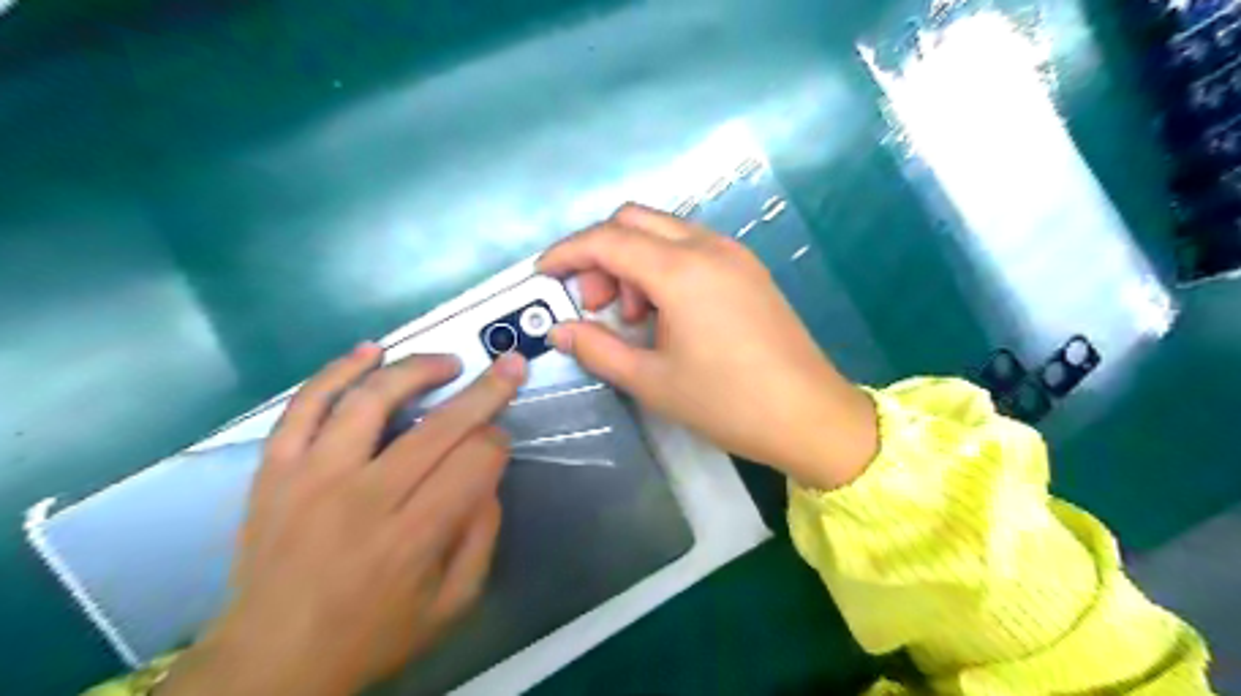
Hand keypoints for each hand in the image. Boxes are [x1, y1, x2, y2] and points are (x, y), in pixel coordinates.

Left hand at [159, 345, 524, 695]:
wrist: (269, 663)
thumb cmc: (372, 636)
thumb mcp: (452, 605)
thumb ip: (481, 536)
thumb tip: (488, 475)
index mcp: (413, 537)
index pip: (475, 461)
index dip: (498, 442)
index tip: (500, 441)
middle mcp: (364, 498)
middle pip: (438, 426)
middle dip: (486, 391)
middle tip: (510, 366)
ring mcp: (312, 478)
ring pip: (371, 400)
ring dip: (417, 370)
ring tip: (448, 362)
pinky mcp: (275, 471)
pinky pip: (305, 407)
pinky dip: (338, 371)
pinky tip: (370, 351)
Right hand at [540, 203, 876, 487]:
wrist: (809, 416)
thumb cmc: (727, 403)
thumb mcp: (651, 381)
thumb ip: (598, 349)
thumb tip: (560, 330)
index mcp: (681, 270)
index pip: (607, 240)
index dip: (566, 253)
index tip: (543, 275)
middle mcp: (708, 247)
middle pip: (634, 220)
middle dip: (601, 254)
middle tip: (596, 305)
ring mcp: (734, 254)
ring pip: (664, 231)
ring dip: (633, 260)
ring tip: (634, 318)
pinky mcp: (748, 269)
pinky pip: (691, 247)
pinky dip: (663, 266)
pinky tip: (667, 312)